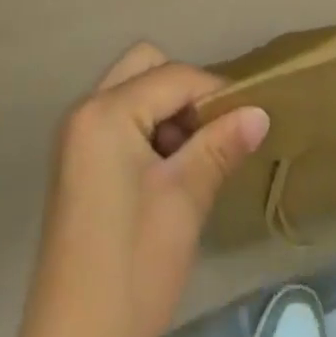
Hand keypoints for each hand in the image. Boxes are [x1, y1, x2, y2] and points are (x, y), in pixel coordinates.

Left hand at [16, 42, 269, 336]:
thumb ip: (220, 146)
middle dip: (183, 91)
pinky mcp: (76, 163)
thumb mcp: (183, 202)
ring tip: (192, 160)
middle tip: (210, 134)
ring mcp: (75, 137)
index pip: (173, 76)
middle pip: (145, 66)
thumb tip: (260, 111)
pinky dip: (146, 129)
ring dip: (166, 111)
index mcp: (105, 112)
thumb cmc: (132, 269)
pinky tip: (167, 175)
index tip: (248, 118)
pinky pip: (118, 119)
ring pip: (132, 91)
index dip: (215, 92)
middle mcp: (84, 109)